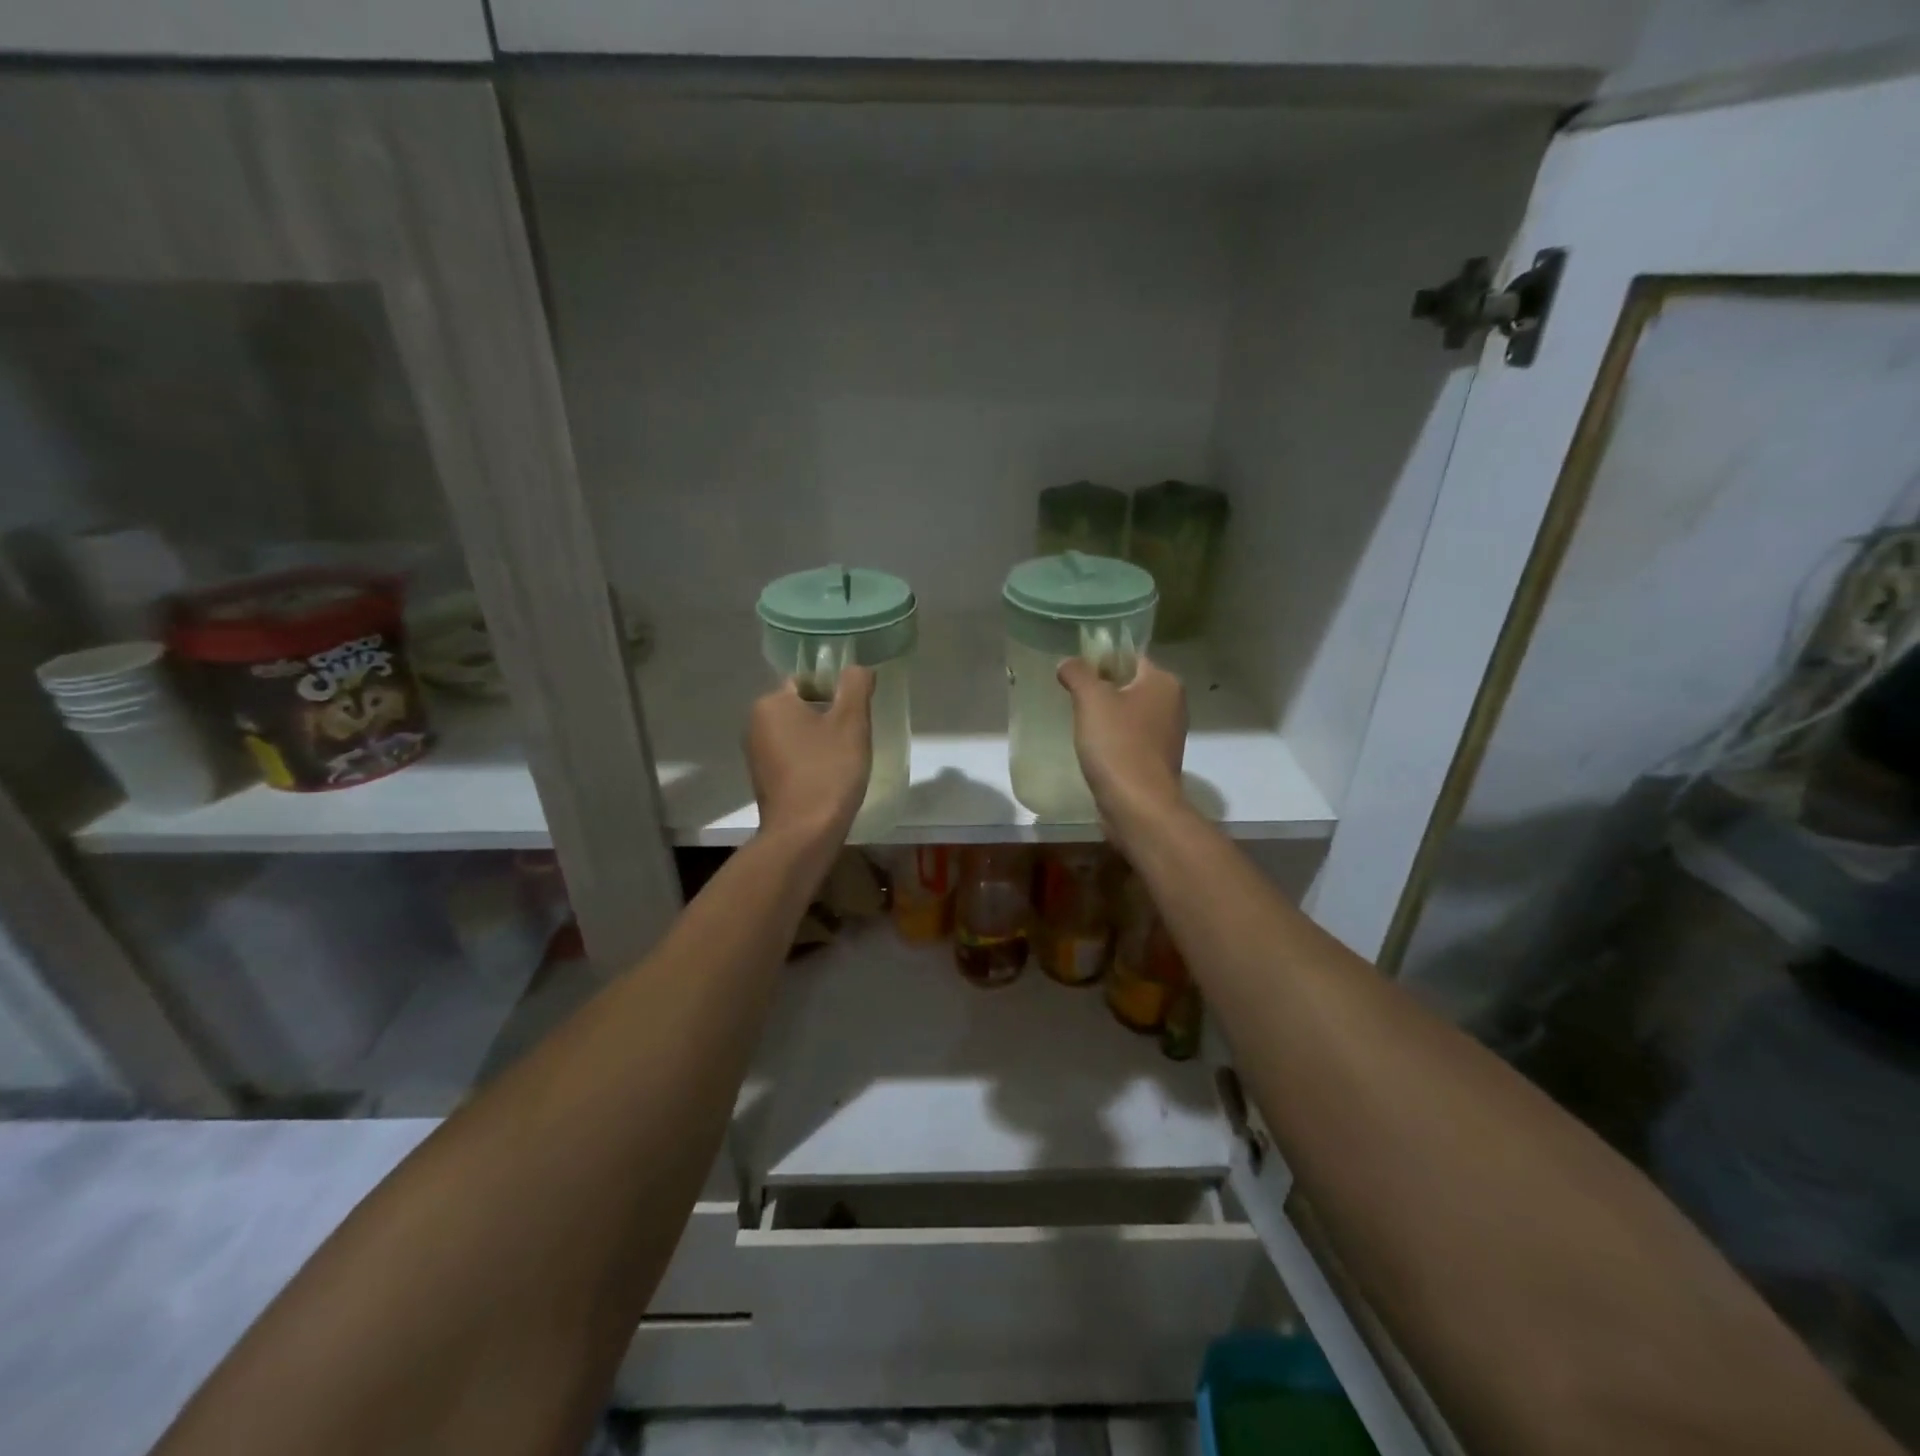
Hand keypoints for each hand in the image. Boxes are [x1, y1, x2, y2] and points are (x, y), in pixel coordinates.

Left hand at [746, 665, 875, 845]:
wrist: (803, 834)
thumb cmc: (828, 771)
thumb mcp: (851, 722)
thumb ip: (856, 686)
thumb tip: (857, 668)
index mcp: (771, 703)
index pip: (807, 680)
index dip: (835, 691)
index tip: (856, 713)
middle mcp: (755, 724)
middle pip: (802, 706)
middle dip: (829, 716)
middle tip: (855, 736)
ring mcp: (756, 754)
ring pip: (798, 733)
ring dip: (821, 740)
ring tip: (845, 759)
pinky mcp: (764, 780)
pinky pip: (792, 757)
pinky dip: (810, 761)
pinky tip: (830, 778)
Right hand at [1057, 656, 1187, 838]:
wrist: (1138, 805)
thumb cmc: (1117, 744)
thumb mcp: (1091, 699)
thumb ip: (1078, 673)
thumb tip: (1068, 663)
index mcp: (1164, 682)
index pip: (1130, 657)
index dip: (1101, 660)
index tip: (1076, 674)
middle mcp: (1173, 704)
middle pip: (1130, 685)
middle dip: (1102, 691)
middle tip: (1073, 699)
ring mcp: (1168, 735)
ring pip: (1130, 714)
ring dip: (1107, 718)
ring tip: (1080, 725)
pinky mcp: (1158, 761)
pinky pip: (1131, 740)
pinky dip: (1114, 741)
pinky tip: (1094, 750)